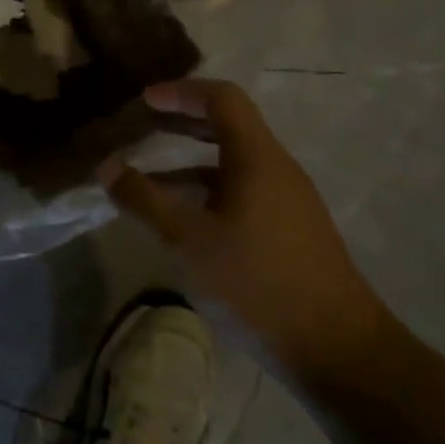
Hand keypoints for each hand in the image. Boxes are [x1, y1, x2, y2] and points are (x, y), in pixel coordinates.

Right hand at [103, 79, 390, 385]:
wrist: (338, 351)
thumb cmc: (257, 284)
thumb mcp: (187, 241)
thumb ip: (144, 200)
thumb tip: (107, 167)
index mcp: (257, 159)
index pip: (222, 99)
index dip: (181, 92)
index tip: (144, 100)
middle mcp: (277, 170)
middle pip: (229, 126)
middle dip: (183, 121)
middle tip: (143, 125)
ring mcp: (288, 202)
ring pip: (233, 163)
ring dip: (190, 161)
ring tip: (149, 177)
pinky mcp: (290, 231)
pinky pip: (242, 191)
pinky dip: (207, 190)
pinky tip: (183, 220)